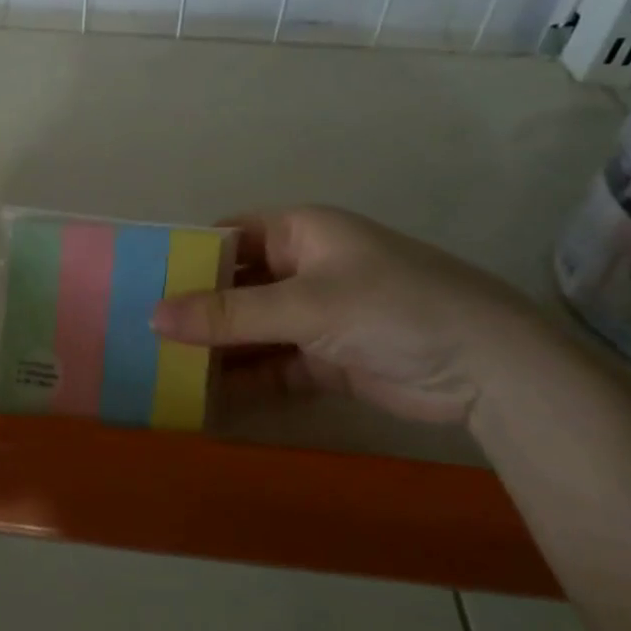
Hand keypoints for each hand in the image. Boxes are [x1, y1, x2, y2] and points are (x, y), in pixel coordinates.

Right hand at [150, 206, 560, 427]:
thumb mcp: (305, 306)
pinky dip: (245, 379)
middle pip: (237, 286)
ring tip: (162, 369)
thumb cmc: (392, 307)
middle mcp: (305, 268)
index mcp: (301, 233)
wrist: (489, 369)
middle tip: (141, 333)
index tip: (143, 282)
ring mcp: (316, 315)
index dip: (187, 256)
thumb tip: (152, 316)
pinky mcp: (328, 358)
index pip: (230, 236)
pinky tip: (206, 397)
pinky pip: (273, 365)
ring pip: (252, 329)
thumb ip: (228, 314)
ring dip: (217, 349)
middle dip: (196, 309)